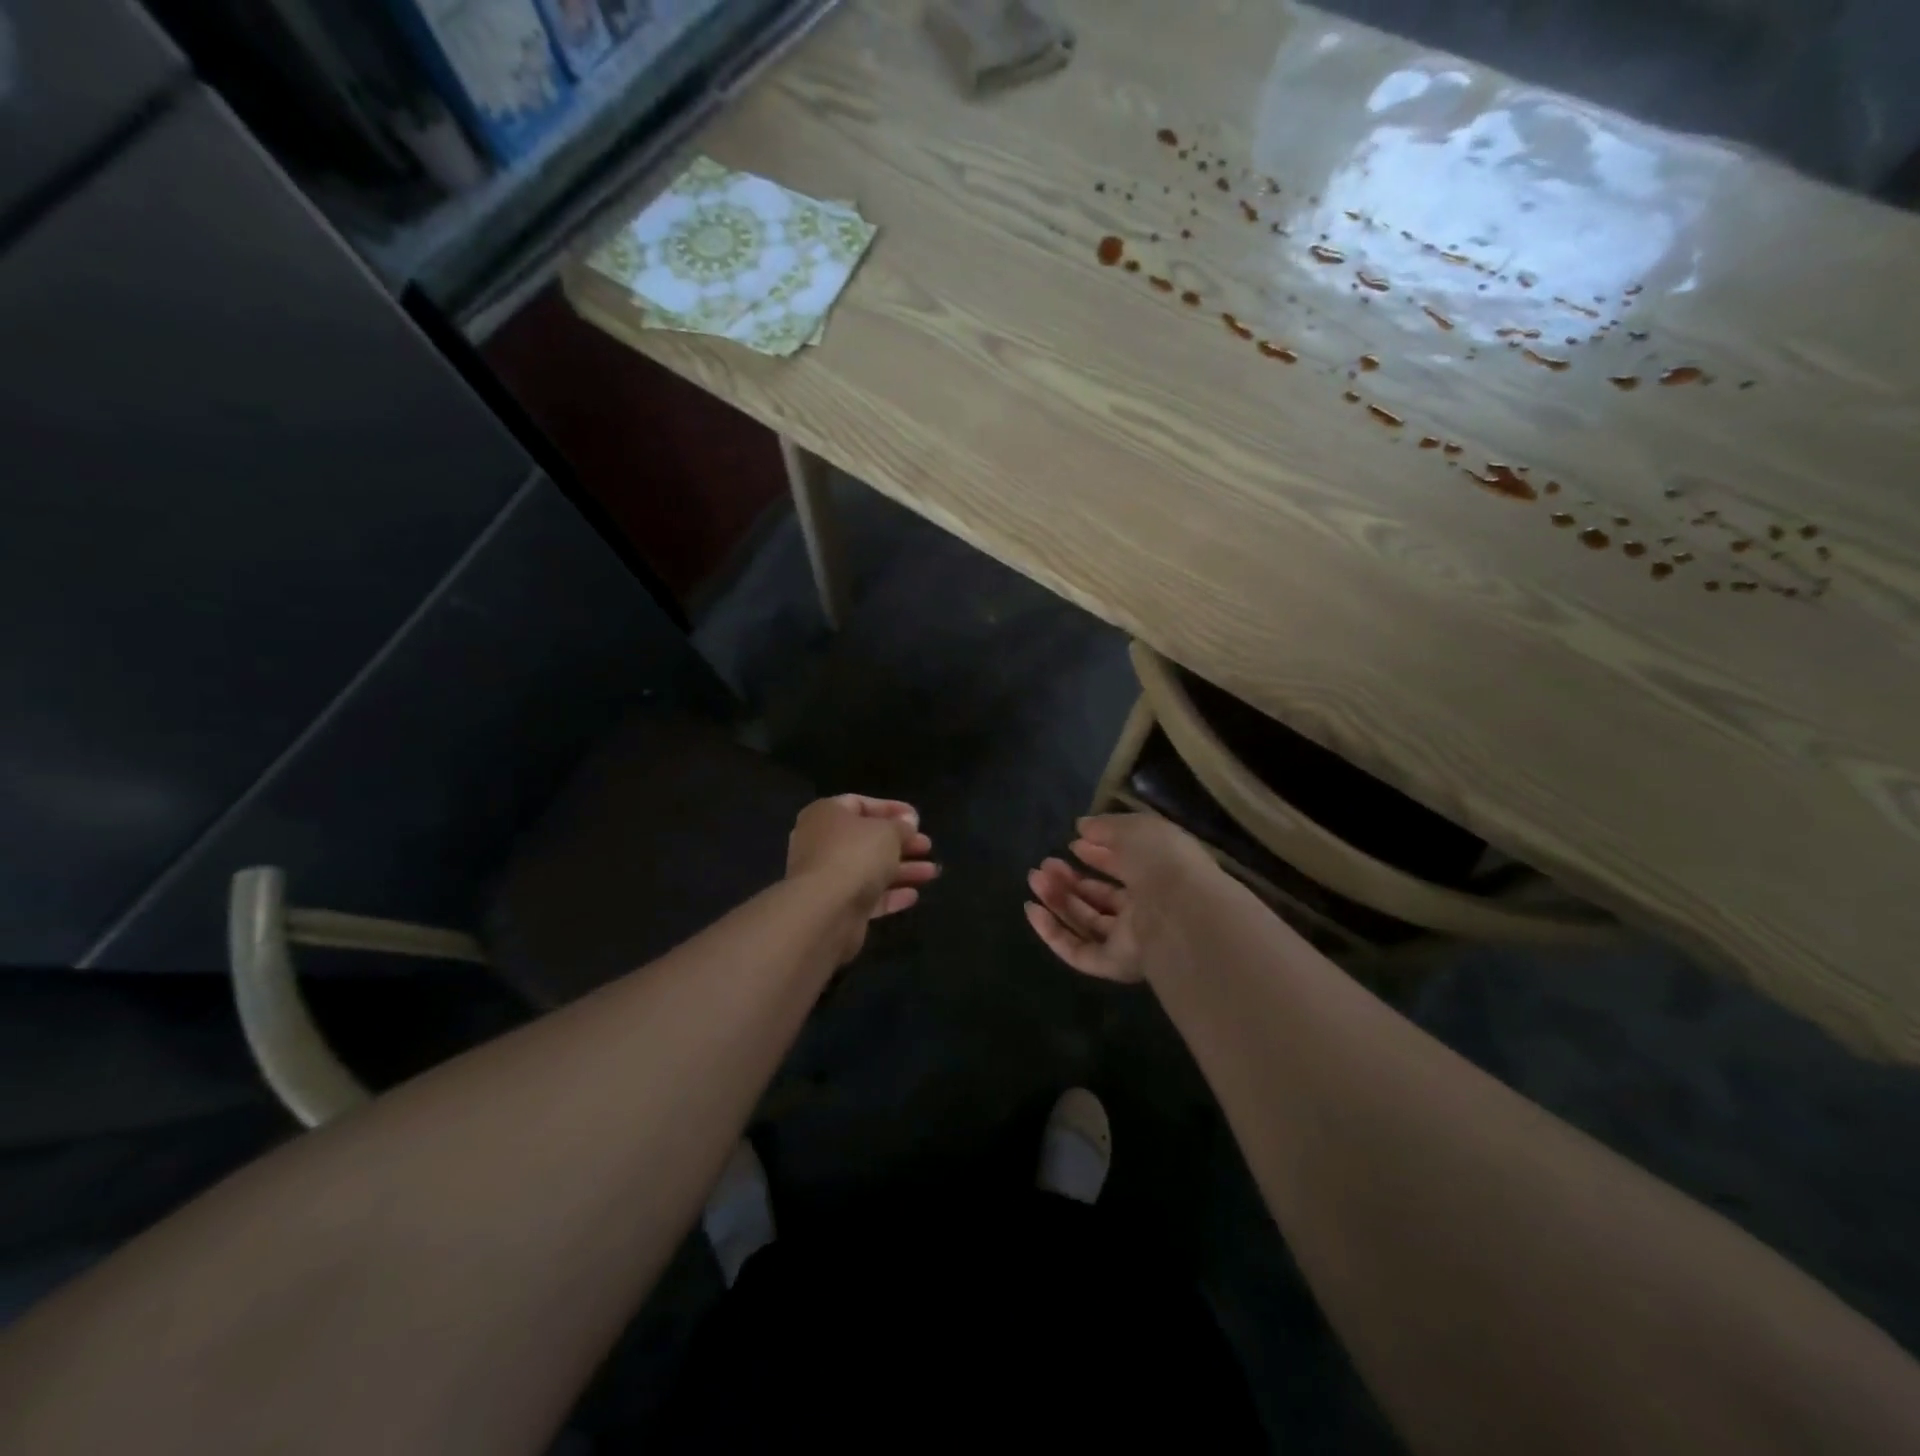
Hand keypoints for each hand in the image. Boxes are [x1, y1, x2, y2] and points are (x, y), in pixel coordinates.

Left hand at [788, 795, 937, 961]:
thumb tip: (909, 821)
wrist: (825, 910)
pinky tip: (913, 896)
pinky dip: (889, 894)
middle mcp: (821, 842)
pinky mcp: (835, 906)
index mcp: (826, 815)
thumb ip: (901, 826)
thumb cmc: (855, 855)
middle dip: (901, 843)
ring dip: (902, 870)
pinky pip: (866, 895)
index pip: (860, 804)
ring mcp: (827, 876)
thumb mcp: (887, 832)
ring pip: (869, 869)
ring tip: (932, 872)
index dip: (891, 809)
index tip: (917, 819)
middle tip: (927, 846)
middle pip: (867, 839)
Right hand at [1025, 813, 1215, 982]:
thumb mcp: (1136, 829)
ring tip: (1035, 878)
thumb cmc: (1163, 863)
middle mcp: (1146, 909)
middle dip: (1071, 879)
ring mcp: (1131, 939)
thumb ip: (1105, 827)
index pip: (1124, 867)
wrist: (1181, 913)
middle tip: (1044, 864)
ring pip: (1087, 921)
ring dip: (1058, 900)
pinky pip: (1079, 951)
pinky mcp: (1115, 964)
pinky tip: (1032, 910)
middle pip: (1101, 897)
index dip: (1098, 855)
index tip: (1072, 843)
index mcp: (1159, 876)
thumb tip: (1081, 828)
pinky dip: (1053, 933)